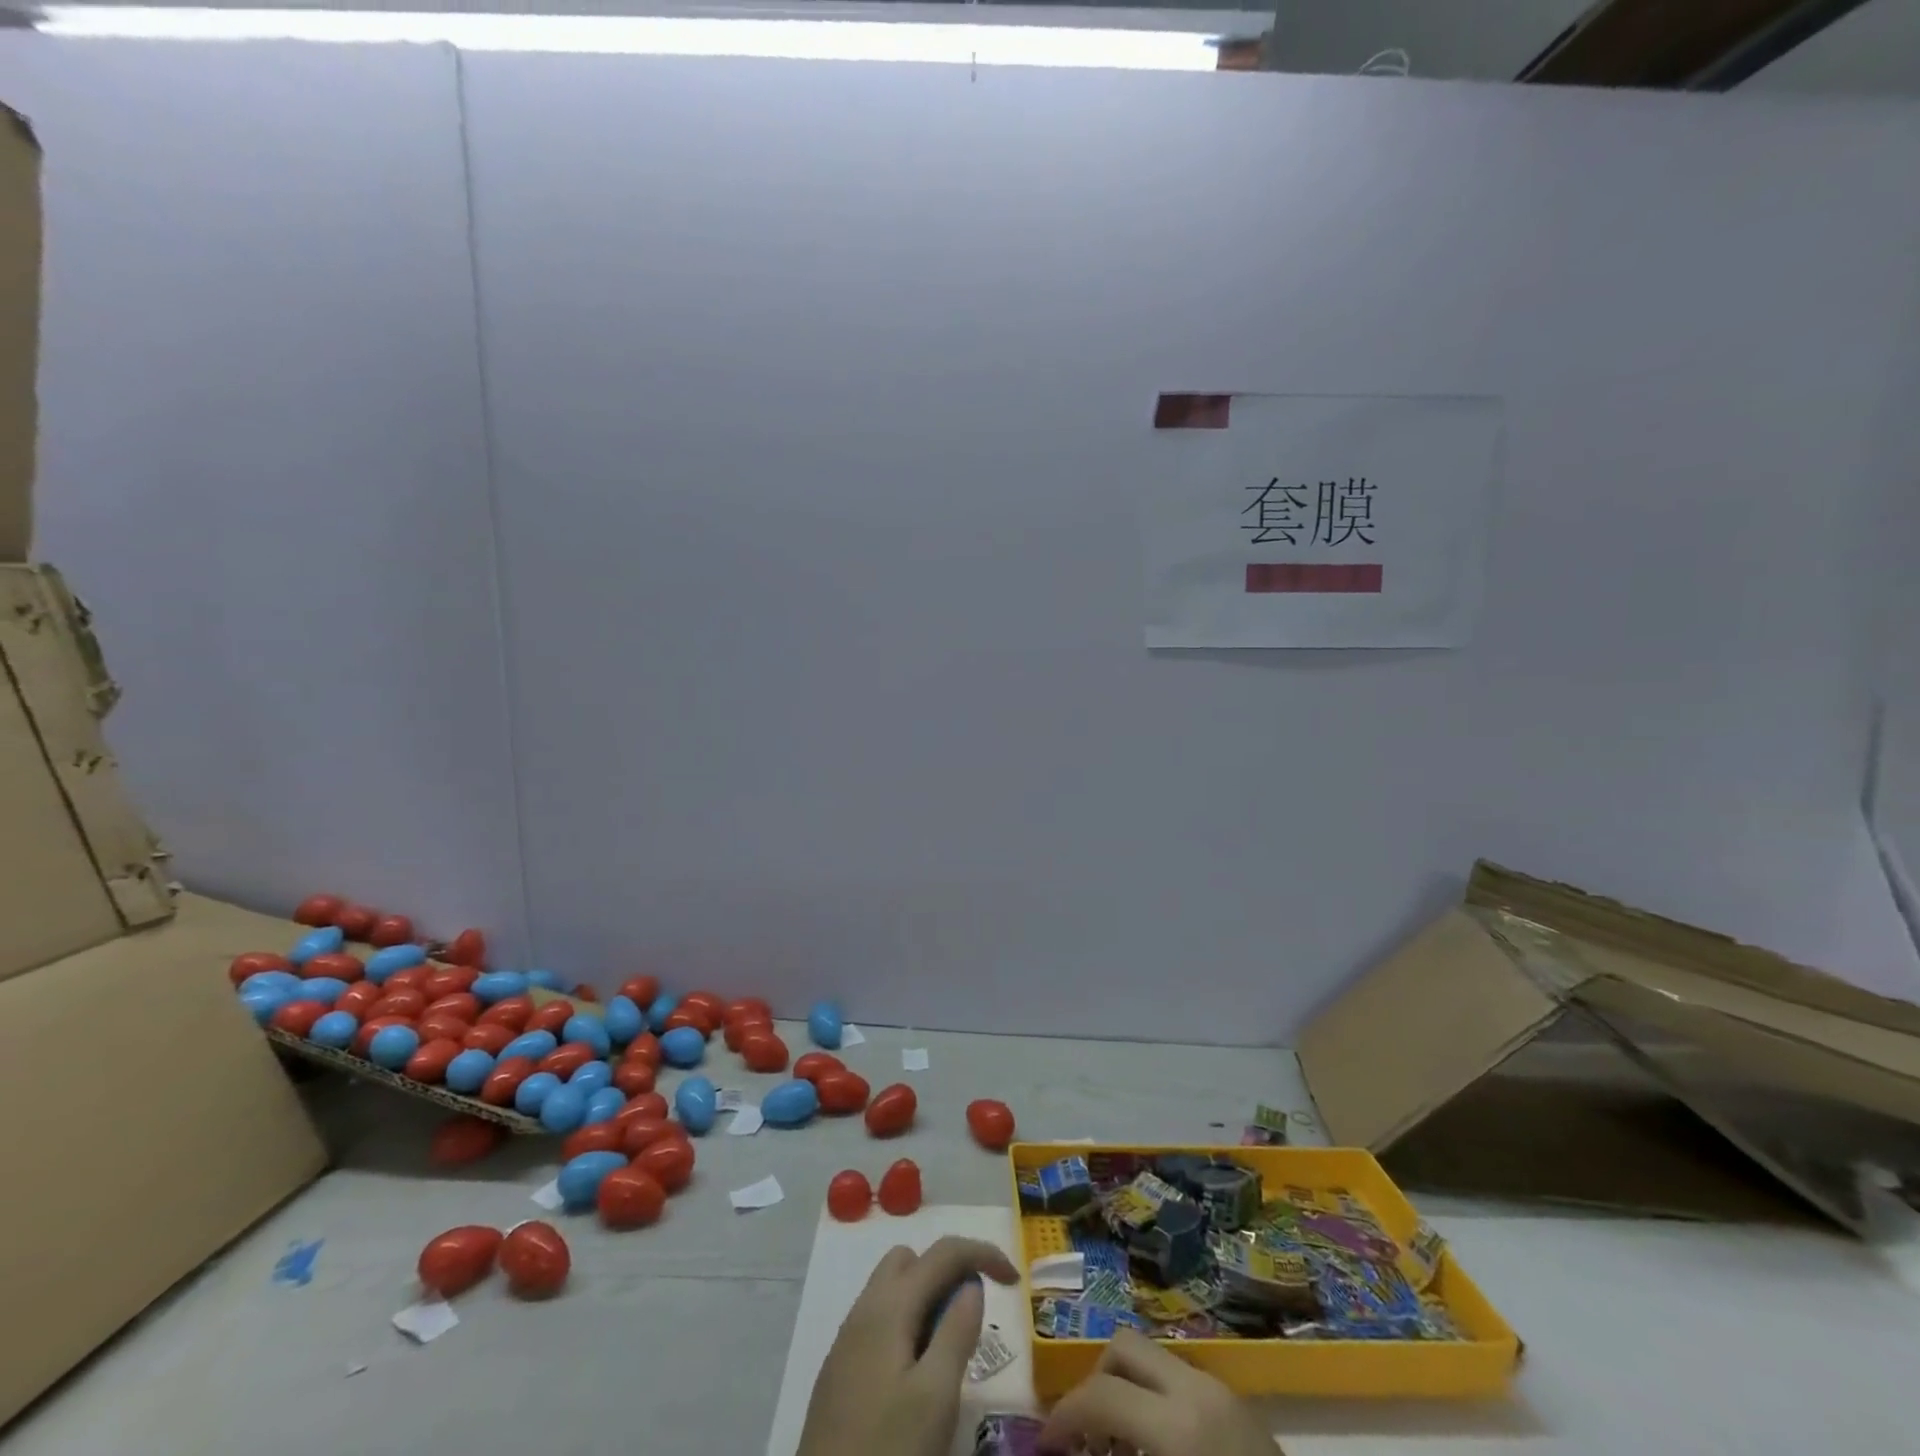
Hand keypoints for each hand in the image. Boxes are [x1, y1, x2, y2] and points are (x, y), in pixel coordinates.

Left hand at [797, 1236, 1019, 1455]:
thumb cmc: (887, 1450)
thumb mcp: (936, 1397)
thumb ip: (957, 1333)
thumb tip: (972, 1286)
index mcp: (889, 1305)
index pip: (943, 1251)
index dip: (983, 1253)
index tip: (1014, 1281)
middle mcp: (864, 1308)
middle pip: (912, 1260)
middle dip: (948, 1272)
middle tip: (973, 1315)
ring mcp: (848, 1338)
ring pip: (893, 1289)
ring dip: (927, 1299)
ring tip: (949, 1346)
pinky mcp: (841, 1369)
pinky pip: (880, 1320)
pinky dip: (907, 1324)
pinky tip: (918, 1371)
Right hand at [1040, 1327, 1278, 1454]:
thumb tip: (1071, 1448)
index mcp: (1177, 1422)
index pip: (1100, 1394)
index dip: (1064, 1418)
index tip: (1045, 1447)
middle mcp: (1195, 1387)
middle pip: (1123, 1348)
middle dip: (1095, 1385)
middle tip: (1085, 1437)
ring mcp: (1220, 1390)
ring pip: (1152, 1361)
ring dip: (1125, 1391)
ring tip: (1118, 1448)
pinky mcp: (1238, 1405)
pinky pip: (1179, 1382)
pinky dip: (1154, 1403)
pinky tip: (1155, 1450)